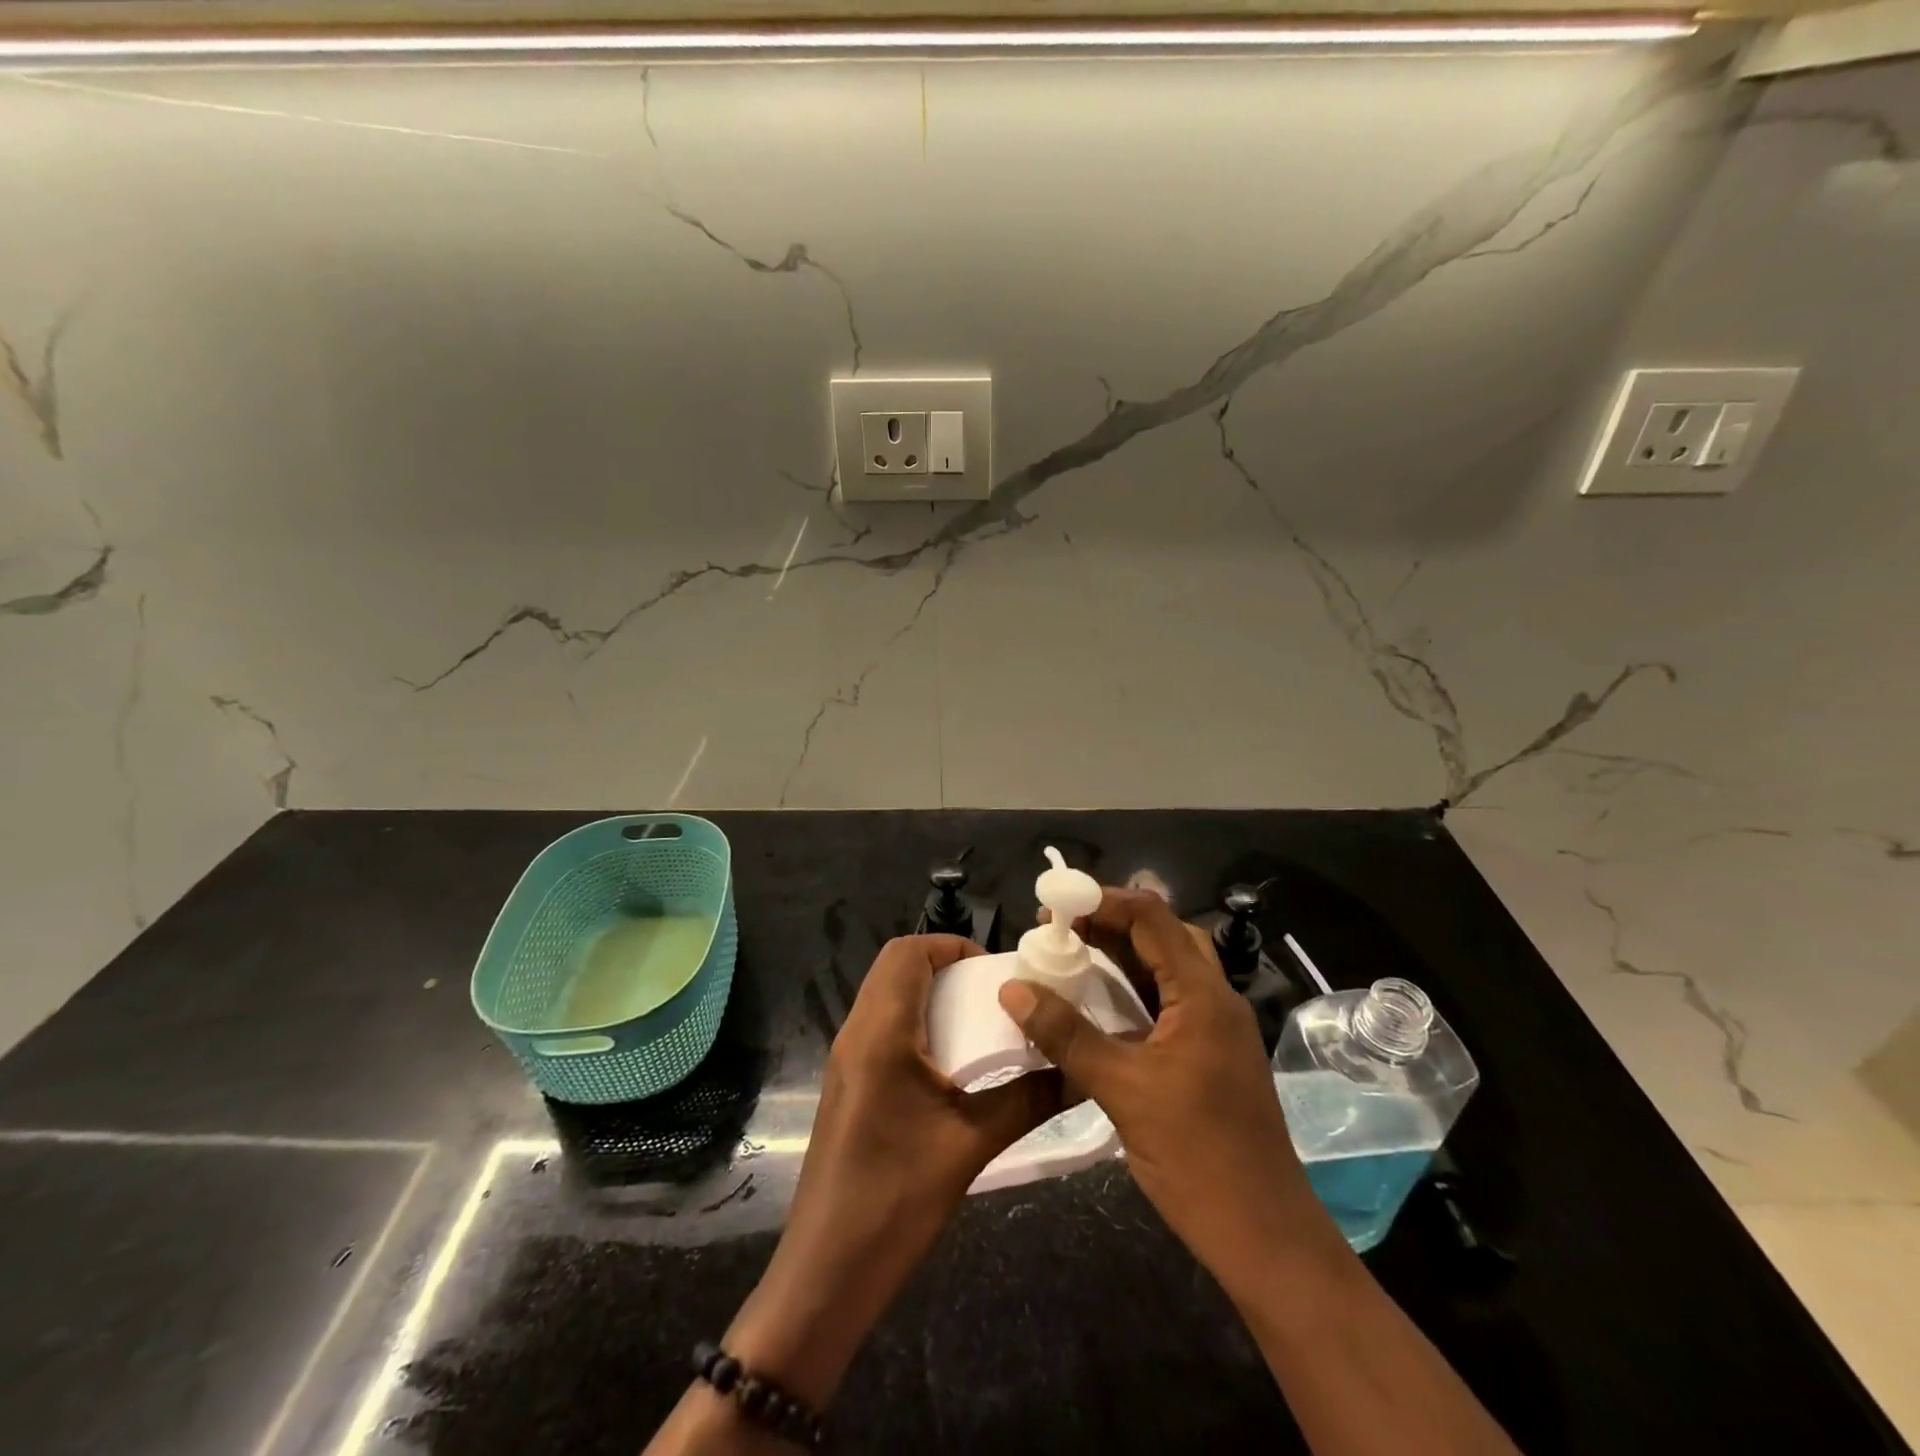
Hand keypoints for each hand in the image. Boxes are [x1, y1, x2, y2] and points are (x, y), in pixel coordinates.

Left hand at [727, 935, 1060, 1405]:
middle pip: (894, 966)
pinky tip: (950, 1063)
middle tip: (991, 995)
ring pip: (886, 994)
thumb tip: (1078, 1071)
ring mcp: (846, 1058)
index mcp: (881, 1032)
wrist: (827, 1269)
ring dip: (930, 993)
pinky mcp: (847, 1082)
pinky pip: (881, 1025)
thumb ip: (1028, 1099)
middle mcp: (857, 1032)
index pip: (907, 952)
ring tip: (978, 1025)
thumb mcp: (972, 1145)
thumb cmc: (896, 1199)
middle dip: (944, 965)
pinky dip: (915, 1021)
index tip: (994, 971)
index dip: (951, 946)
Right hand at [997, 889, 1345, 1296]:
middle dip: (1111, 922)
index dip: (1103, 901)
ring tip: (1070, 953)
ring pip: (1167, 968)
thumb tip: (1013, 989)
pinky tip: (1098, 1004)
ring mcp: (1215, 1028)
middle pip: (1164, 935)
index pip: (1153, 918)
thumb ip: (1067, 1036)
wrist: (1264, 1236)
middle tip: (1060, 928)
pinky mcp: (1209, 1054)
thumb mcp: (1123, 1091)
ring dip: (1122, 954)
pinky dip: (1132, 990)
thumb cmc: (1197, 1156)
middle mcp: (1215, 999)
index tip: (1055, 904)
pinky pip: (1168, 1001)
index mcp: (1204, 995)